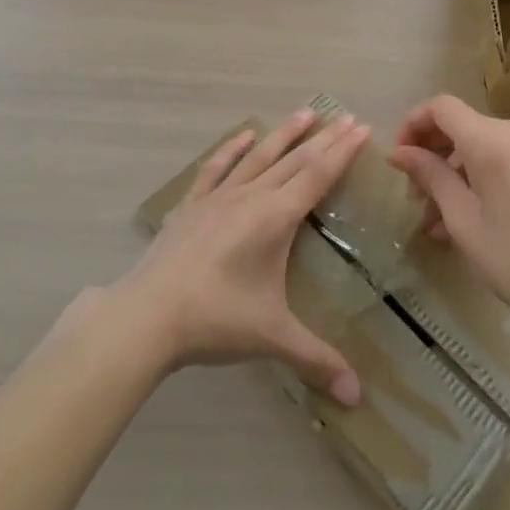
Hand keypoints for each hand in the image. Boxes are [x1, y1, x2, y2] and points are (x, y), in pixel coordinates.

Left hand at [112, 109, 368, 404]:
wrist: (148, 315)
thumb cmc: (216, 320)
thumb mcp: (272, 338)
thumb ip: (317, 360)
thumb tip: (357, 397)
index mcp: (275, 219)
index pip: (317, 176)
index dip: (342, 151)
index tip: (361, 127)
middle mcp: (250, 197)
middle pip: (294, 160)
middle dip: (323, 138)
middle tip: (346, 116)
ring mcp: (217, 198)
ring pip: (258, 156)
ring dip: (284, 134)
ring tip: (305, 111)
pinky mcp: (191, 205)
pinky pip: (216, 168)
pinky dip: (232, 148)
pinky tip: (244, 135)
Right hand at [389, 95, 509, 334]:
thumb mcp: (462, 219)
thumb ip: (429, 176)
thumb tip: (398, 152)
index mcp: (493, 140)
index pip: (441, 107)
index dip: (413, 124)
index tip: (399, 160)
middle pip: (461, 126)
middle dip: (432, 155)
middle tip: (414, 198)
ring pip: (480, 147)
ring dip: (453, 173)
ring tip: (435, 221)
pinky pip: (502, 161)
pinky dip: (478, 179)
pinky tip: (466, 220)